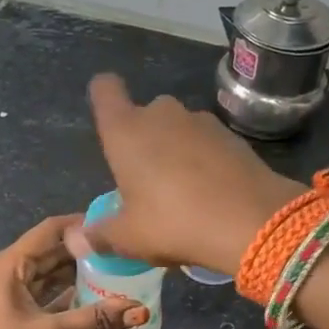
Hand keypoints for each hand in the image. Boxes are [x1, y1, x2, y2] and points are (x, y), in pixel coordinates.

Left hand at [0, 215, 146, 328]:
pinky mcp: (2, 317)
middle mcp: (3, 273)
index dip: (81, 224)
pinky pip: (37, 297)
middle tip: (121, 254)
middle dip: (82, 253)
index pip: (50, 230)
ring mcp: (1, 296)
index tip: (114, 225)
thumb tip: (140, 310)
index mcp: (8, 265)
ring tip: (112, 275)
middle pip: (48, 253)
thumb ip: (96, 320)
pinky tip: (88, 303)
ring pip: (43, 277)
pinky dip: (61, 297)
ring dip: (73, 277)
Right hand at [80, 73, 302, 273]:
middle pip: (144, 114)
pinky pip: (206, 143)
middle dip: (143, 139)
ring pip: (177, 129)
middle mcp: (161, 114)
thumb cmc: (174, 222)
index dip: (103, 96)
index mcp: (126, 131)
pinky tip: (210, 193)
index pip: (105, 89)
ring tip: (181, 192)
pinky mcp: (232, 135)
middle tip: (146, 181)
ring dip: (175, 150)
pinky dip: (204, 160)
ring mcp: (200, 121)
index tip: (108, 118)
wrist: (253, 221)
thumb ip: (100, 235)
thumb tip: (76, 239)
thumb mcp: (129, 238)